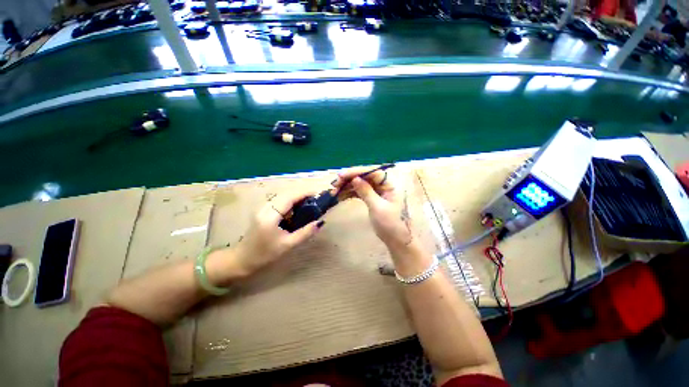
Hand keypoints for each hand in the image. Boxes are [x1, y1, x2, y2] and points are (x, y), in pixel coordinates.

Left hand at [228, 190, 324, 277]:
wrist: (242, 259)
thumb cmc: (264, 254)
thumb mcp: (287, 245)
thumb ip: (305, 233)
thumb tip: (320, 223)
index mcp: (270, 216)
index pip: (289, 198)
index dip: (304, 193)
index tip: (318, 193)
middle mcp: (265, 208)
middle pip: (286, 194)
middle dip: (302, 194)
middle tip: (316, 199)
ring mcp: (262, 208)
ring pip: (282, 196)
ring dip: (296, 197)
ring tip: (309, 202)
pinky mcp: (262, 211)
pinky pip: (279, 201)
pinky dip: (290, 201)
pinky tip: (297, 208)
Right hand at [334, 167, 413, 251]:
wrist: (396, 241)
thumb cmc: (390, 224)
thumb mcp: (377, 207)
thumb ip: (366, 191)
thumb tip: (354, 178)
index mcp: (389, 184)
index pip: (372, 172)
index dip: (356, 171)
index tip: (341, 175)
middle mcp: (383, 185)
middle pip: (364, 177)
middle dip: (349, 179)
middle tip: (334, 184)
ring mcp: (377, 191)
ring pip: (360, 184)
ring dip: (347, 187)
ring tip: (334, 192)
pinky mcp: (372, 198)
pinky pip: (360, 192)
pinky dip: (350, 193)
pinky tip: (340, 196)